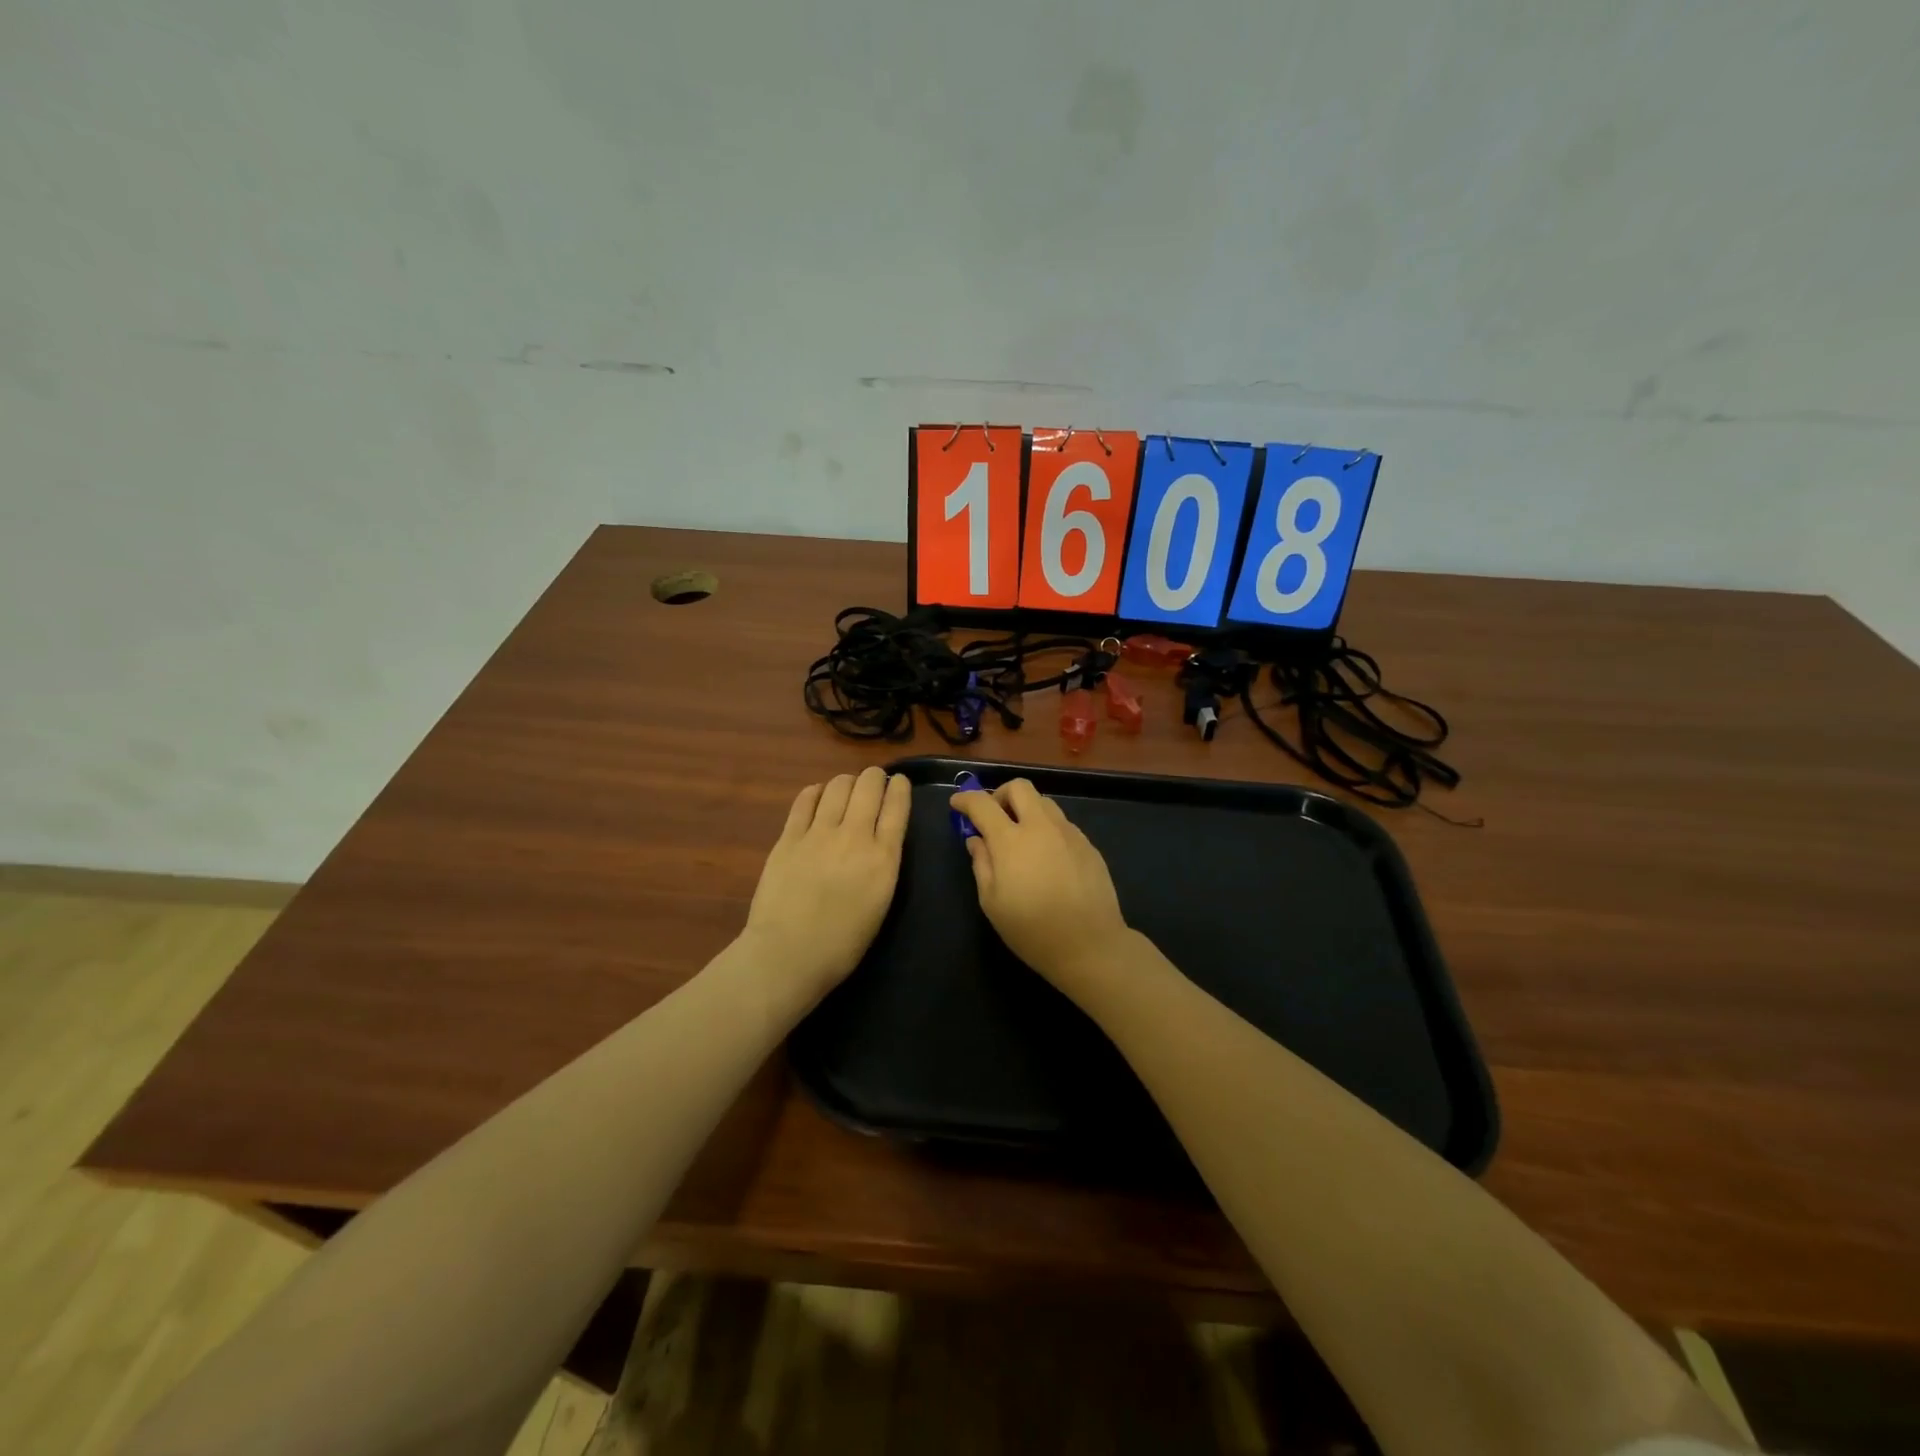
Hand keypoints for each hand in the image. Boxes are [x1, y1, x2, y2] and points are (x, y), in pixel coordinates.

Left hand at [742, 767, 911, 1003]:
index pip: (897, 806)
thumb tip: (879, 841)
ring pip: (838, 785)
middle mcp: (854, 836)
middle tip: (872, 783)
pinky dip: (816, 792)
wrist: (788, 955)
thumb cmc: (842, 944)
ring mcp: (818, 833)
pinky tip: (818, 796)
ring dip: (847, 782)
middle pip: (868, 785)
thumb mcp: (881, 902)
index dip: (899, 788)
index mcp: (883, 858)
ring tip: (846, 789)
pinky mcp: (789, 837)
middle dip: (874, 777)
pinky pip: (805, 800)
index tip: (898, 782)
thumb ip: (883, 864)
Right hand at [950, 779, 1131, 994]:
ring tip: (1020, 837)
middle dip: (1000, 794)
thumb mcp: (992, 903)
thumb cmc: (1032, 929)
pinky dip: (1046, 828)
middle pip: (1019, 787)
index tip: (957, 804)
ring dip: (1026, 809)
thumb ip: (981, 864)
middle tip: (993, 817)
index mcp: (1011, 840)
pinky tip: (1046, 857)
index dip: (965, 799)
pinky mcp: (1088, 844)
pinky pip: (1062, 823)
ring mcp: (1068, 833)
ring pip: (1044, 802)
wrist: (1090, 945)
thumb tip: (976, 840)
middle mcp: (1041, 826)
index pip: (982, 803)